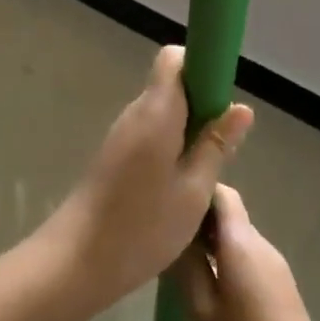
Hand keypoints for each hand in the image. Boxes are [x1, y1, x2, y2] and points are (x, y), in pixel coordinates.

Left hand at [44, 46, 252, 314]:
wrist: (78, 261)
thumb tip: (241, 108)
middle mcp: (135, 113)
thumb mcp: (194, 190)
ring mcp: (122, 134)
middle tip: (222, 145)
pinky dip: (170, 146)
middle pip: (171, 84)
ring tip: (205, 172)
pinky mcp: (115, 155)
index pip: (174, 59)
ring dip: (188, 129)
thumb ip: (216, 145)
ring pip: (162, 112)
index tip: (223, 100)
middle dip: (201, 104)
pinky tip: (180, 184)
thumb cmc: (143, 226)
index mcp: (156, 111)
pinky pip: (150, 133)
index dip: (202, 67)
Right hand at [174, 185, 319, 320]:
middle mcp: (262, 247)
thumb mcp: (202, 314)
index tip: (165, 204)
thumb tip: (170, 232)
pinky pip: (245, 259)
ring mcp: (274, 268)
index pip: (221, 194)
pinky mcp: (279, 289)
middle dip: (195, 219)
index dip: (194, 192)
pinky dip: (221, 261)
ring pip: (235, 238)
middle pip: (227, 214)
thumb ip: (185, 267)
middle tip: (161, 237)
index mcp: (243, 244)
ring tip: (174, 262)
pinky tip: (202, 286)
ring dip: (207, 242)